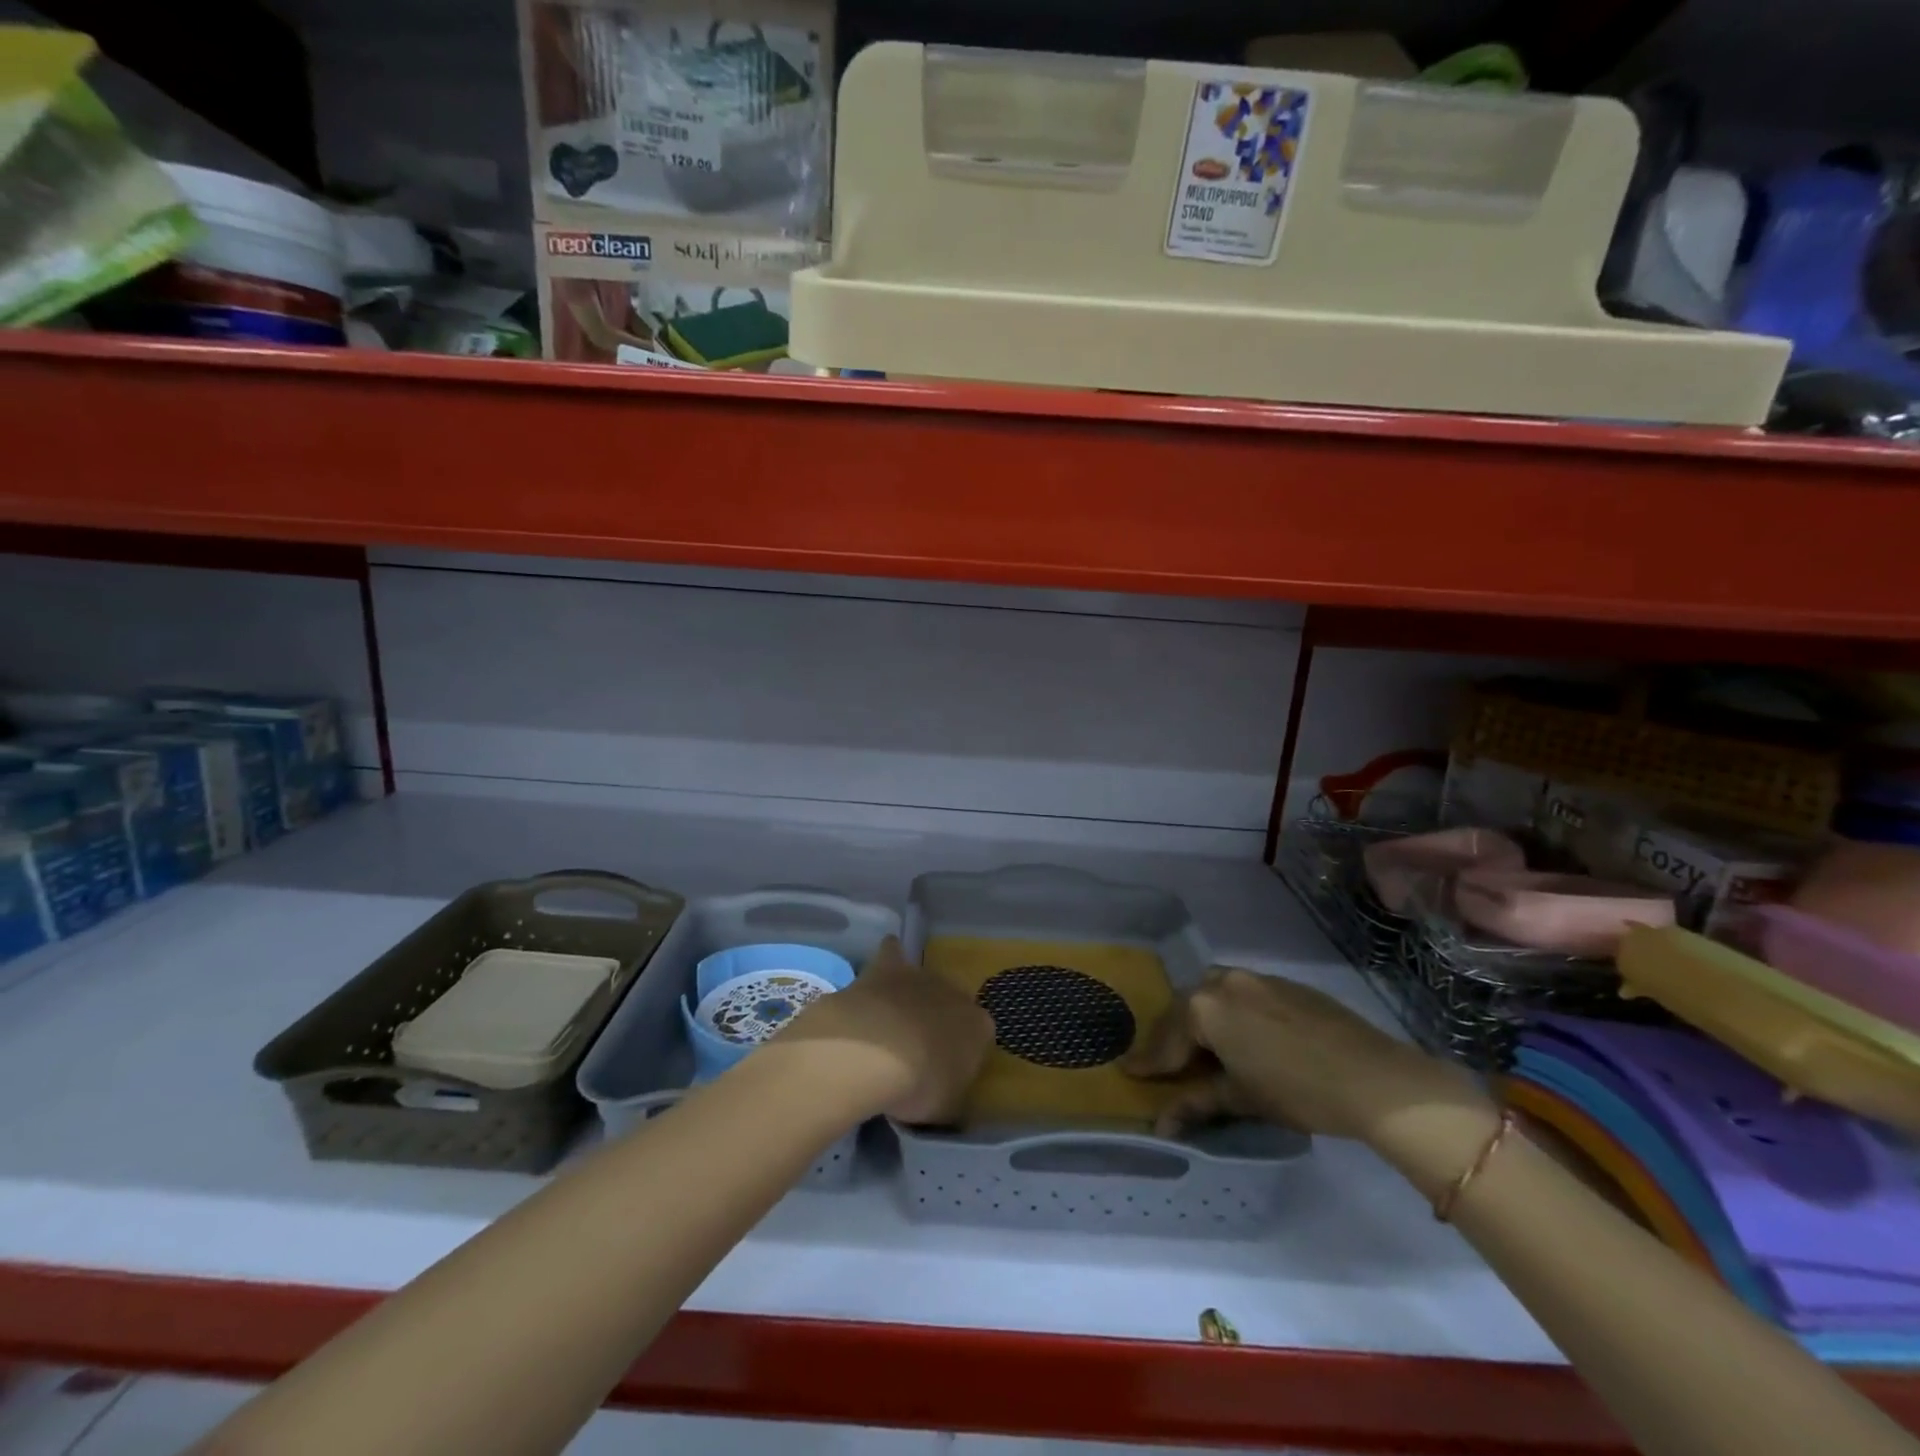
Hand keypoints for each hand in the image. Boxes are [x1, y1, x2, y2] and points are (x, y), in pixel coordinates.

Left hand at [777, 937, 994, 1124]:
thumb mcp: (946, 1107)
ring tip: (894, 1020)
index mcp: (979, 1028)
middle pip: (951, 1004)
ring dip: (914, 997)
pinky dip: (890, 956)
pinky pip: (893, 952)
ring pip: (924, 981)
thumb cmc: (919, 1086)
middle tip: (917, 1050)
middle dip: (938, 1021)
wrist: (875, 1052)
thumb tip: (948, 1091)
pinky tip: (883, 967)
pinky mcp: (888, 966)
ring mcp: (922, 976)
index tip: (944, 1072)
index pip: (980, 1036)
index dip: (962, 1053)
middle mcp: (956, 994)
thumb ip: (952, 1094)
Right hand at [1123, 968, 1487, 1142]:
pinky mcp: (1284, 983)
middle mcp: (1223, 982)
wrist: (1373, 1076)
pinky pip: (1242, 992)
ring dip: (1202, 1018)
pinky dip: (1231, 1011)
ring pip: (1214, 993)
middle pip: (1186, 1008)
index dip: (1149, 1061)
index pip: (1167, 1038)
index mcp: (1205, 1008)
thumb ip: (1197, 1104)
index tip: (1129, 1071)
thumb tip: (1161, 1124)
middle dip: (1174, 1035)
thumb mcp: (1241, 1098)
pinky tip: (1244, 1036)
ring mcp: (1255, 978)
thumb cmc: (1297, 1091)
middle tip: (1166, 1062)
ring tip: (1203, 1047)